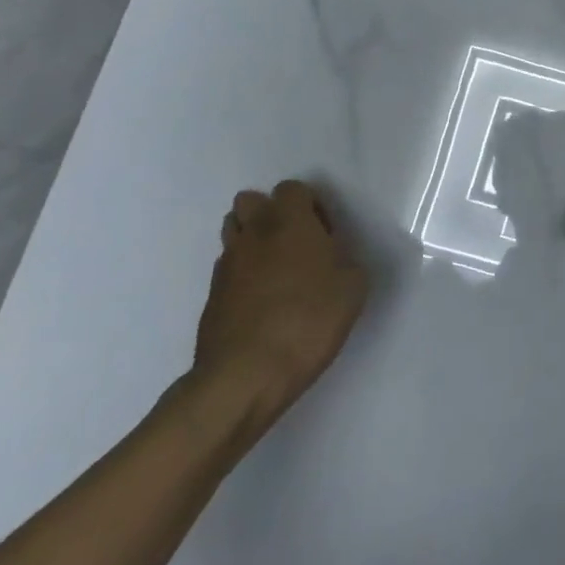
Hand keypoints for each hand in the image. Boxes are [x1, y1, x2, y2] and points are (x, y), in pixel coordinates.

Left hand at [191, 180, 367, 444]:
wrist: (246, 375)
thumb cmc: (309, 320)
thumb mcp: (353, 287)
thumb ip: (345, 260)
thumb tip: (333, 258)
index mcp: (289, 221)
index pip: (292, 189)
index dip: (311, 206)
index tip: (325, 236)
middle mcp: (253, 233)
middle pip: (250, 201)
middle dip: (270, 214)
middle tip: (295, 245)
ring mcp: (226, 264)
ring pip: (233, 232)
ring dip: (252, 241)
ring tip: (276, 271)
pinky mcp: (211, 296)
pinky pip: (227, 268)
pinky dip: (242, 275)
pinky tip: (261, 302)